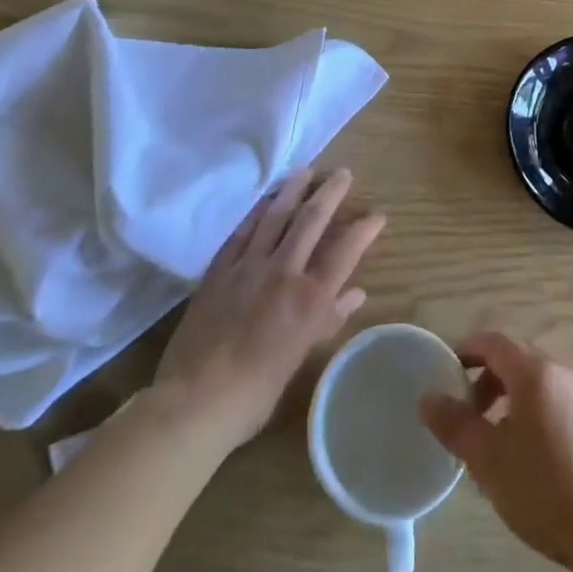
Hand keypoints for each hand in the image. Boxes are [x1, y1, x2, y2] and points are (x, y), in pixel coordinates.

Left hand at [152, 168, 384, 449]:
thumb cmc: (256, 390)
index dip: (364, 228)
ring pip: (276, 216)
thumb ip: (328, 319)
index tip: (377, 213)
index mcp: (310, 298)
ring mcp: (249, 266)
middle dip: (331, 193)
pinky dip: (257, 212)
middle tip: (343, 173)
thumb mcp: (300, 357)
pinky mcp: (220, 269)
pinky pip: (242, 231)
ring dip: (293, 190)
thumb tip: (355, 293)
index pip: (346, 250)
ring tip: (306, 171)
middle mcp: (284, 271)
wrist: (195, 401)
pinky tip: (266, 200)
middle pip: (312, 220)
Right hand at [419, 333, 572, 571]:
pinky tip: (534, 460)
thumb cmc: (546, 490)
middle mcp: (564, 373)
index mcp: (536, 373)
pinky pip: (560, 404)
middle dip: (488, 381)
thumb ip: (456, 425)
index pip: (495, 342)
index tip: (448, 369)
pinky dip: (537, 415)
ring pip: (540, 385)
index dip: (468, 349)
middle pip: (518, 361)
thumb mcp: (489, 461)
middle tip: (469, 417)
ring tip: (498, 445)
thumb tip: (428, 398)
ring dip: (513, 402)